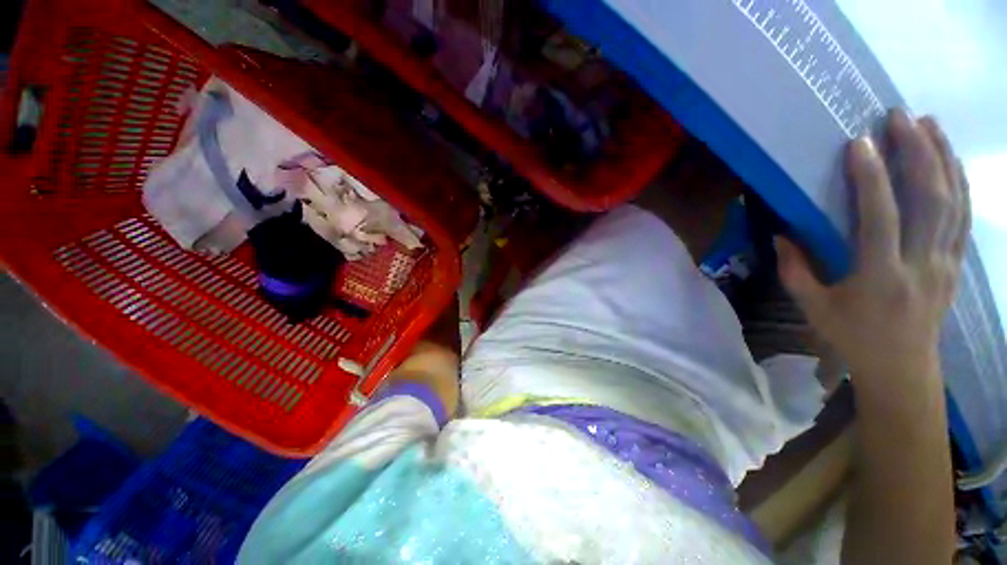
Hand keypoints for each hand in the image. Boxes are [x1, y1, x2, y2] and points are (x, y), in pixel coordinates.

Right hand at [775, 109, 969, 378]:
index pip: (880, 219)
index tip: (860, 143)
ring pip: (953, 202)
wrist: (902, 366)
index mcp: (880, 277)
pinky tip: (951, 159)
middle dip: (917, 153)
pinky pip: (964, 217)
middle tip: (902, 117)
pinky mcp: (955, 262)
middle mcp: (920, 264)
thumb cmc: (852, 336)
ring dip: (943, 158)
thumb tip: (781, 236)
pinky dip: (960, 183)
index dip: (872, 179)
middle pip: (929, 200)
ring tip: (929, 124)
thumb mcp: (813, 307)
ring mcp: (944, 262)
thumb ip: (794, 271)